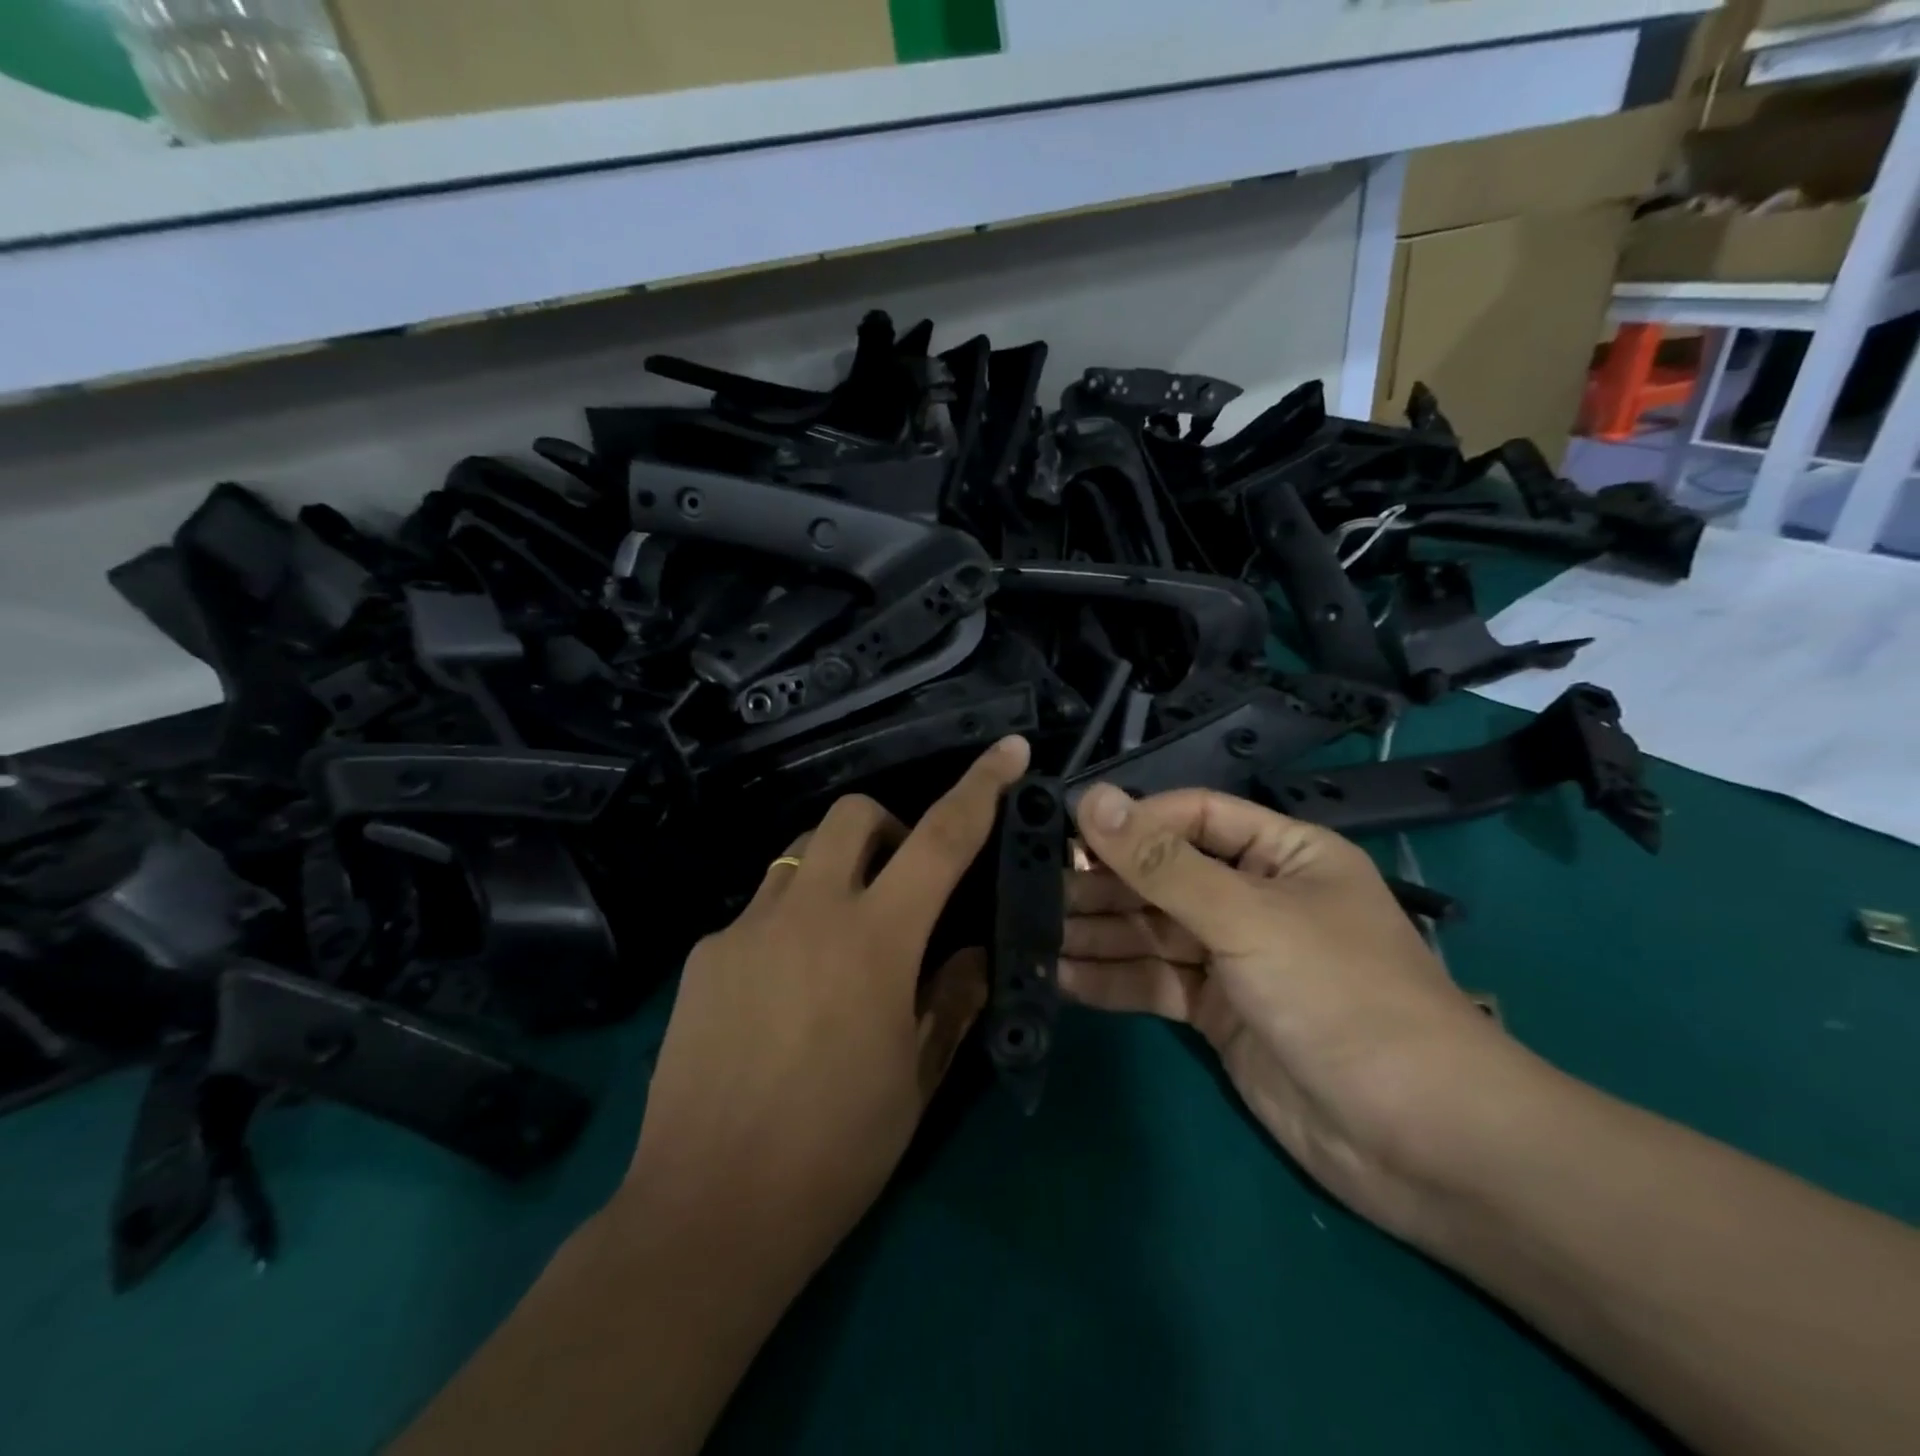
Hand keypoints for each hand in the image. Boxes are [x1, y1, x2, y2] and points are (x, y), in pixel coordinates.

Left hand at [622, 736, 1030, 1279]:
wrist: (708, 1211)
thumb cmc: (836, 1151)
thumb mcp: (916, 1077)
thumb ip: (951, 997)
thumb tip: (970, 949)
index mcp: (875, 940)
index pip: (941, 838)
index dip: (980, 787)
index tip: (1007, 749)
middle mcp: (808, 912)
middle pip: (852, 814)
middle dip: (887, 826)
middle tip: (900, 883)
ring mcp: (746, 928)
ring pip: (800, 855)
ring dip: (835, 873)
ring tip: (840, 942)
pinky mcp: (704, 954)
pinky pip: (759, 911)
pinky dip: (788, 926)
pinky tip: (782, 994)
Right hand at [1063, 784, 1528, 1238]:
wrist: (1422, 1143)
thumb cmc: (1341, 998)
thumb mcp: (1247, 918)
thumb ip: (1161, 863)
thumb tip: (1091, 799)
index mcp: (1282, 854)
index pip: (1192, 817)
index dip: (1132, 823)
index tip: (1066, 835)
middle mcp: (1255, 898)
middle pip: (1164, 876)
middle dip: (1104, 884)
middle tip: (1035, 889)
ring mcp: (1236, 959)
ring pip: (1152, 932)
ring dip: (1097, 934)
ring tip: (1034, 933)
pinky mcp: (1219, 1013)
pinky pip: (1156, 982)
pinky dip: (1112, 980)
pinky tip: (1061, 978)